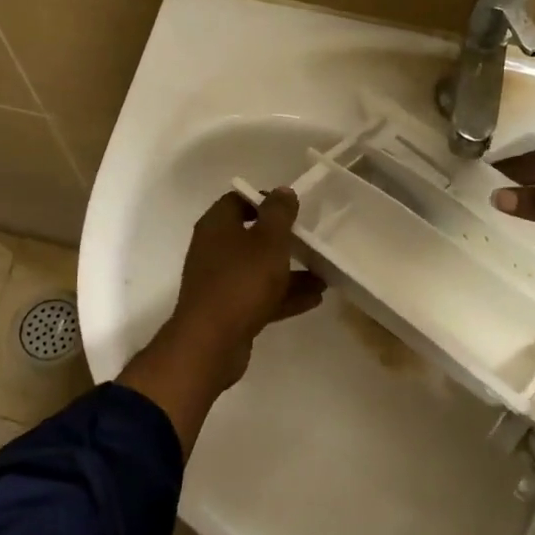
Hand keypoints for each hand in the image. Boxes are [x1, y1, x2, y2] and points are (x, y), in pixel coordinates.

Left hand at [168, 189, 326, 380]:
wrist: (211, 343)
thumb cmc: (241, 281)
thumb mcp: (268, 241)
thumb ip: (278, 214)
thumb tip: (282, 191)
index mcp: (217, 226)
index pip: (239, 200)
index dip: (265, 200)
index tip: (293, 208)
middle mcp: (214, 250)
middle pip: (250, 236)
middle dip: (282, 239)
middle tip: (311, 240)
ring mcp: (220, 283)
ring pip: (258, 269)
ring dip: (289, 271)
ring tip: (323, 274)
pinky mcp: (229, 311)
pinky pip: (260, 296)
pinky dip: (284, 296)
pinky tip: (315, 298)